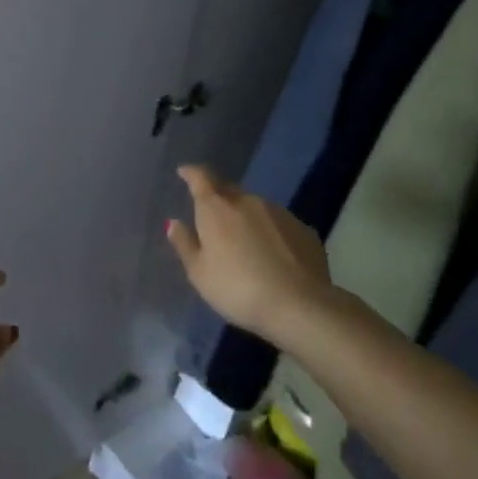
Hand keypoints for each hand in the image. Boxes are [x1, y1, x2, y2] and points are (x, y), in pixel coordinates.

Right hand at [165, 165, 334, 344]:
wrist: (299, 306)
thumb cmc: (238, 289)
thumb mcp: (200, 274)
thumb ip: (184, 244)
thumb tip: (174, 222)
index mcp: (217, 209)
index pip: (201, 178)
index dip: (191, 173)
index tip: (184, 172)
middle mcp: (248, 202)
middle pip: (228, 190)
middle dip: (218, 198)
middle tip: (212, 216)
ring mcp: (279, 213)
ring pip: (255, 207)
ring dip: (246, 217)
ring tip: (244, 241)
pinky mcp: (303, 229)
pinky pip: (278, 223)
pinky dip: (270, 232)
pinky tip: (273, 255)